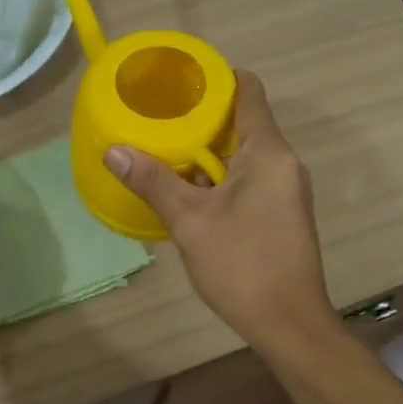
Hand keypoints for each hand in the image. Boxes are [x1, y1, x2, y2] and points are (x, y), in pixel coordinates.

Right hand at [103, 71, 338, 350]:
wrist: (289, 325)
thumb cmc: (242, 265)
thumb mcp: (190, 221)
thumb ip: (153, 181)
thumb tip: (113, 150)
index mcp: (268, 153)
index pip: (249, 92)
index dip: (216, 78)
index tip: (180, 81)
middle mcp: (283, 163)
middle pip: (243, 122)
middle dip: (202, 118)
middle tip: (159, 117)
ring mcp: (286, 189)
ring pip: (243, 154)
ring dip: (207, 152)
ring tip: (164, 150)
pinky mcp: (281, 213)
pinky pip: (248, 179)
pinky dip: (219, 177)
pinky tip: (187, 191)